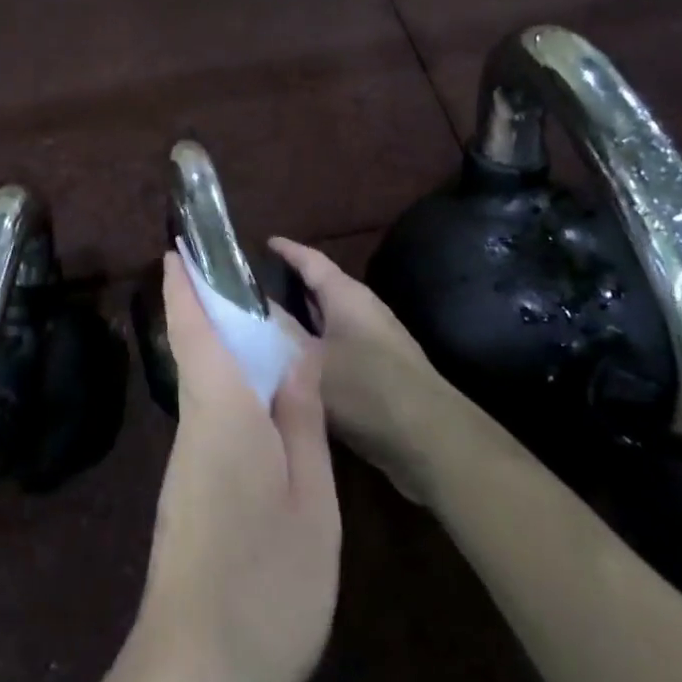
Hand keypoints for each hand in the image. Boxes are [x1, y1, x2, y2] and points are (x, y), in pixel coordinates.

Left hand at [125, 252, 339, 681]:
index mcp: (221, 415)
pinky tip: (262, 405)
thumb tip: (293, 357)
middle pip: (197, 353)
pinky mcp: (190, 495)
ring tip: (261, 328)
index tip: (174, 247)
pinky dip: (230, 392)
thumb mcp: (309, 501)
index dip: (183, 288)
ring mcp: (187, 465)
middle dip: (207, 309)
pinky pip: (212, 421)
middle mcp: (195, 428)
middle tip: (237, 276)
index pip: (193, 333)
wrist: (195, 676)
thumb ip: (301, 422)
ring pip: (205, 388)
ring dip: (222, 349)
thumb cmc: (265, 583)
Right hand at [269, 237, 447, 503]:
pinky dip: (311, 347)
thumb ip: (280, 331)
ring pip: (326, 321)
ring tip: (263, 323)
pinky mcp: (377, 372)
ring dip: (299, 320)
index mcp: (346, 296)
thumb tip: (252, 305)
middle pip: (320, 288)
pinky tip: (291, 364)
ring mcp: (373, 342)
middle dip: (289, 285)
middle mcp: (362, 311)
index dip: (287, 250)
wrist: (429, 440)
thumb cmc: (366, 389)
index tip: (263, 242)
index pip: (311, 260)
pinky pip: (335, 347)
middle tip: (251, 287)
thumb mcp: (310, 359)